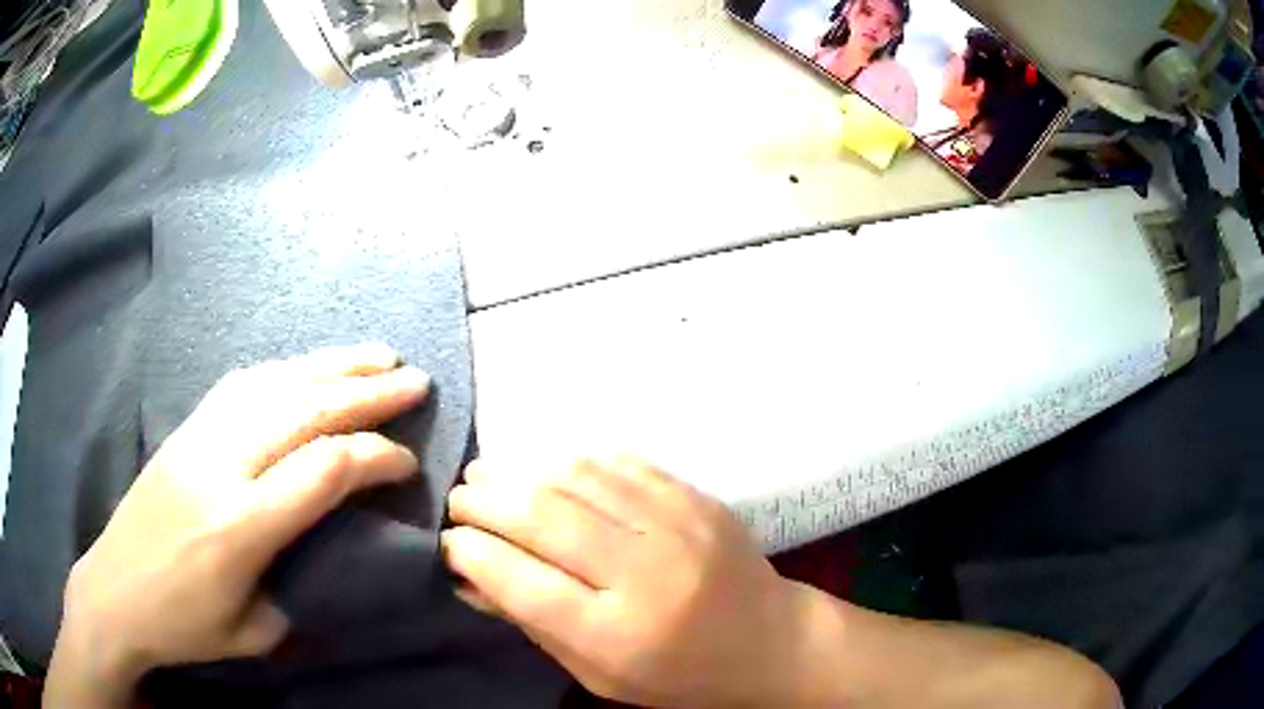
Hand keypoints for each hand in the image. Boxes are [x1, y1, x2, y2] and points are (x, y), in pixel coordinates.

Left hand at [47, 343, 429, 706]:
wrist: (114, 591)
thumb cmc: (183, 625)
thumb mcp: (253, 632)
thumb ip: (296, 586)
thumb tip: (327, 551)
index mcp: (239, 526)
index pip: (323, 469)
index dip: (375, 458)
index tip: (407, 465)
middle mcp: (220, 466)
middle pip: (303, 410)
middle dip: (367, 391)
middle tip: (416, 380)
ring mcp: (197, 438)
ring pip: (273, 384)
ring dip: (329, 365)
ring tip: (375, 355)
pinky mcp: (184, 428)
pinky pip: (241, 384)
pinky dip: (285, 370)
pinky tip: (307, 367)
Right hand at [443, 457, 823, 707]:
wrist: (772, 641)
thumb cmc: (681, 676)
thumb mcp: (600, 675)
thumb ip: (533, 626)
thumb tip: (468, 578)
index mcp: (619, 635)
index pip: (521, 581)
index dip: (471, 553)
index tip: (449, 541)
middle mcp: (646, 573)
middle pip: (542, 517)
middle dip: (485, 501)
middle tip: (460, 499)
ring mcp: (677, 526)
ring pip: (575, 477)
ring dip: (519, 471)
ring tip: (489, 475)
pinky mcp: (696, 497)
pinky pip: (618, 463)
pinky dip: (570, 462)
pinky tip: (548, 470)